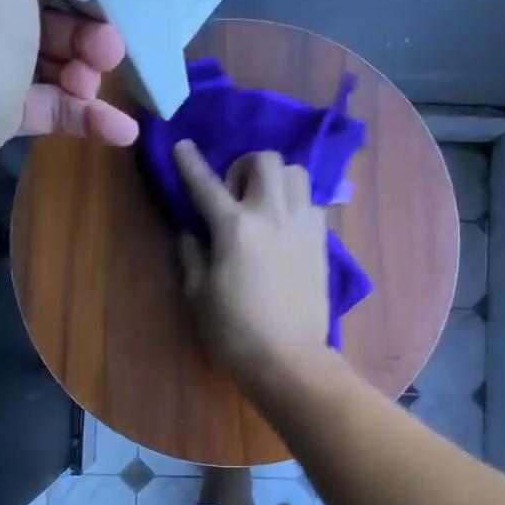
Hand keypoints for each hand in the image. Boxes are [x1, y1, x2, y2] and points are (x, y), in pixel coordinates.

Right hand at [173, 140, 334, 391]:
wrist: (288, 358)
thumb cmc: (234, 332)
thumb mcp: (198, 295)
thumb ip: (192, 255)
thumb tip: (191, 232)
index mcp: (234, 227)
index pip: (206, 183)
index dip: (190, 162)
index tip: (182, 146)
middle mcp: (272, 215)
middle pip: (266, 160)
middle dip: (245, 166)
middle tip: (235, 192)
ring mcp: (302, 225)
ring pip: (296, 173)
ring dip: (276, 179)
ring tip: (264, 204)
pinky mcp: (321, 242)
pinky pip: (312, 202)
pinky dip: (296, 203)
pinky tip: (286, 226)